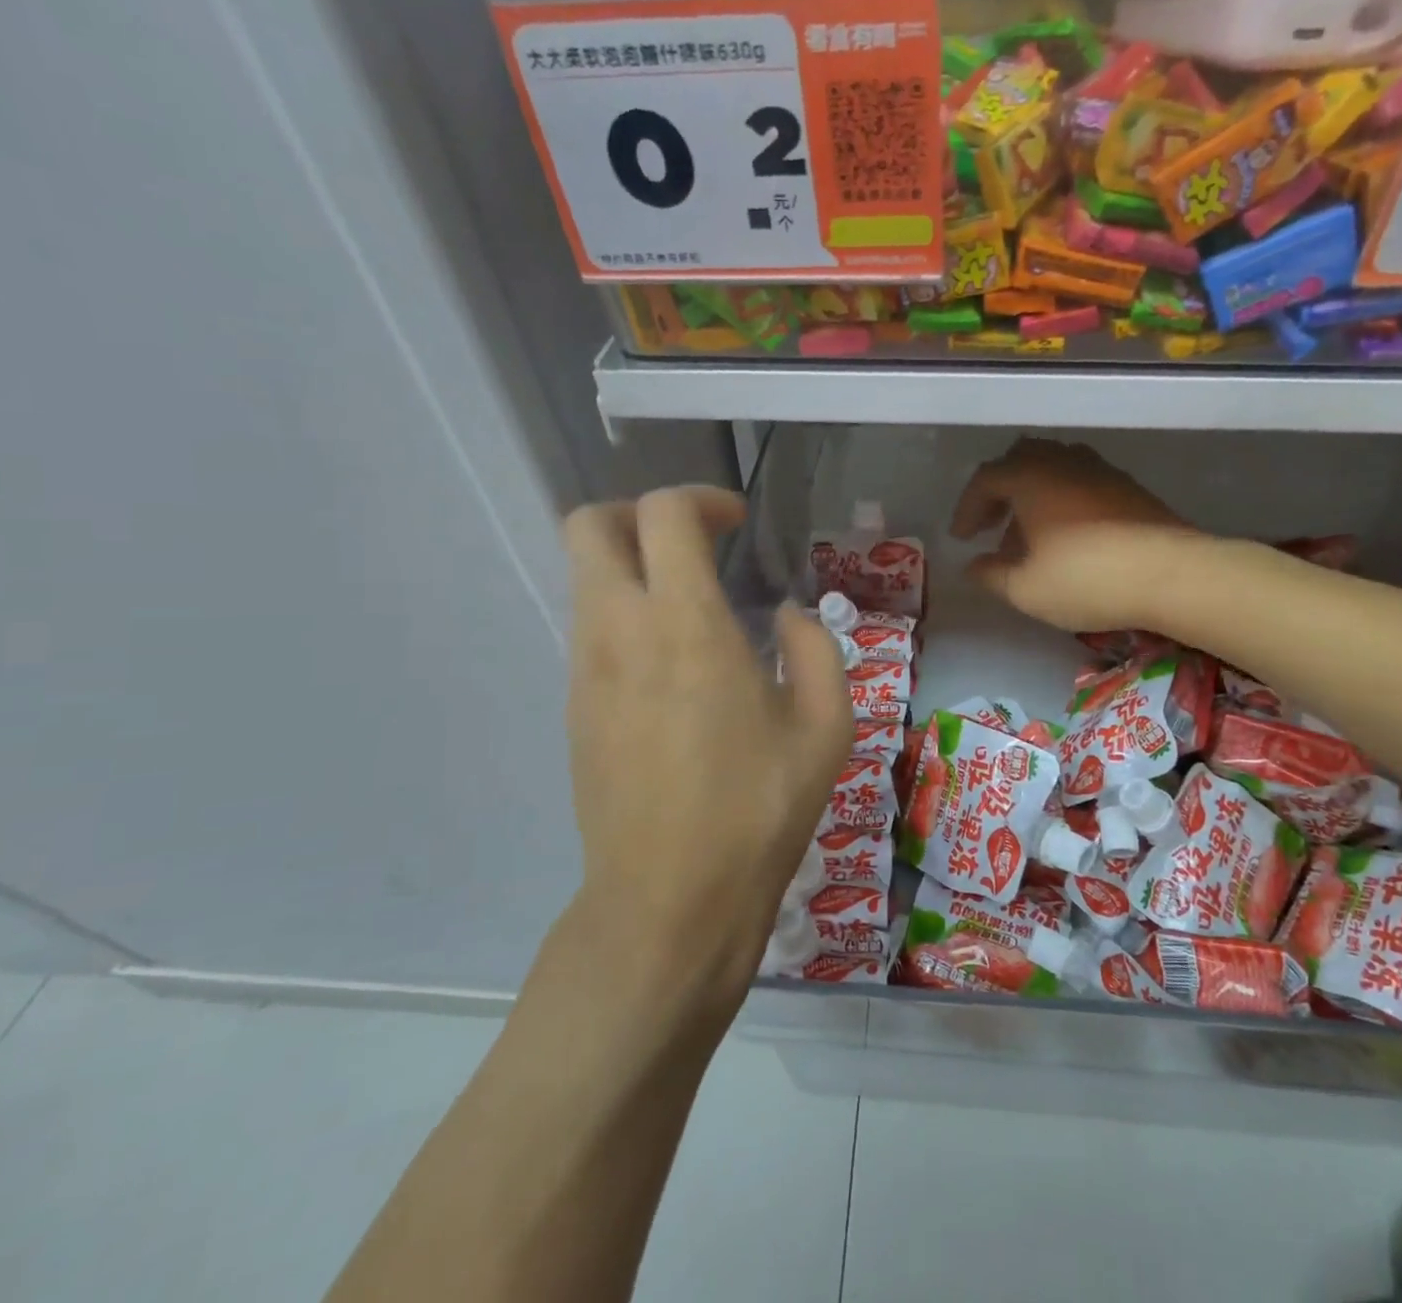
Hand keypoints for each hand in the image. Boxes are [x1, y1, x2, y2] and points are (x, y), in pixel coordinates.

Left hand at [560, 487, 852, 1025]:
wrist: (669, 902)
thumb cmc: (758, 810)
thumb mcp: (827, 726)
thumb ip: (813, 648)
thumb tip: (784, 615)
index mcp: (685, 625)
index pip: (662, 514)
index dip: (701, 499)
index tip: (736, 524)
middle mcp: (619, 632)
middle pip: (589, 527)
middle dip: (638, 514)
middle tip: (693, 543)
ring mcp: (585, 670)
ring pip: (585, 578)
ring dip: (633, 567)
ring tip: (693, 607)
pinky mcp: (574, 708)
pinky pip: (591, 629)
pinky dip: (626, 615)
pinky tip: (675, 667)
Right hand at [949, 438, 1193, 632]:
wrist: (1171, 574)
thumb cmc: (1085, 579)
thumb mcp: (1025, 589)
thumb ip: (990, 575)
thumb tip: (974, 566)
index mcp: (1030, 477)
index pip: (986, 479)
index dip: (967, 508)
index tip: (961, 538)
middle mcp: (1063, 462)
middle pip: (1021, 460)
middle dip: (1000, 492)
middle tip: (991, 525)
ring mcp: (1100, 471)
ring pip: (1054, 469)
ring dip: (1032, 496)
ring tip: (1029, 535)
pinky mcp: (1128, 487)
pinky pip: (1081, 482)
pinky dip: (1062, 501)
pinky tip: (1067, 537)